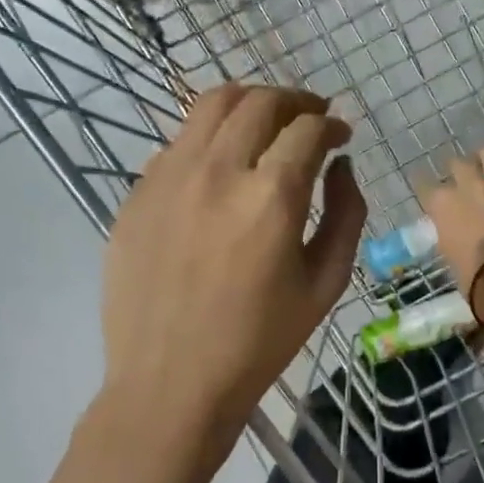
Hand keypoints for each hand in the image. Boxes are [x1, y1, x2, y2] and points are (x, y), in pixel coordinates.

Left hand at [100, 84, 364, 474]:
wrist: (170, 382)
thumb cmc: (260, 341)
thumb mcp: (326, 282)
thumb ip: (346, 213)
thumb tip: (340, 166)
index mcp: (272, 196)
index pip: (308, 129)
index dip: (331, 124)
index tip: (340, 135)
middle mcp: (218, 171)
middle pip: (260, 102)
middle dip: (295, 100)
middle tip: (310, 116)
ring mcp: (169, 177)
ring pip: (211, 105)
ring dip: (249, 102)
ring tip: (266, 120)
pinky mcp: (137, 193)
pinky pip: (178, 142)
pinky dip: (209, 136)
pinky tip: (220, 164)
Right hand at [420, 146, 483, 307]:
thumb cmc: (473, 276)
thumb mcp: (447, 250)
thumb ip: (447, 228)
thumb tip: (450, 224)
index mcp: (443, 203)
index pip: (424, 183)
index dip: (425, 185)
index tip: (428, 189)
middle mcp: (469, 185)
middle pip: (458, 163)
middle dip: (459, 169)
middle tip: (464, 178)